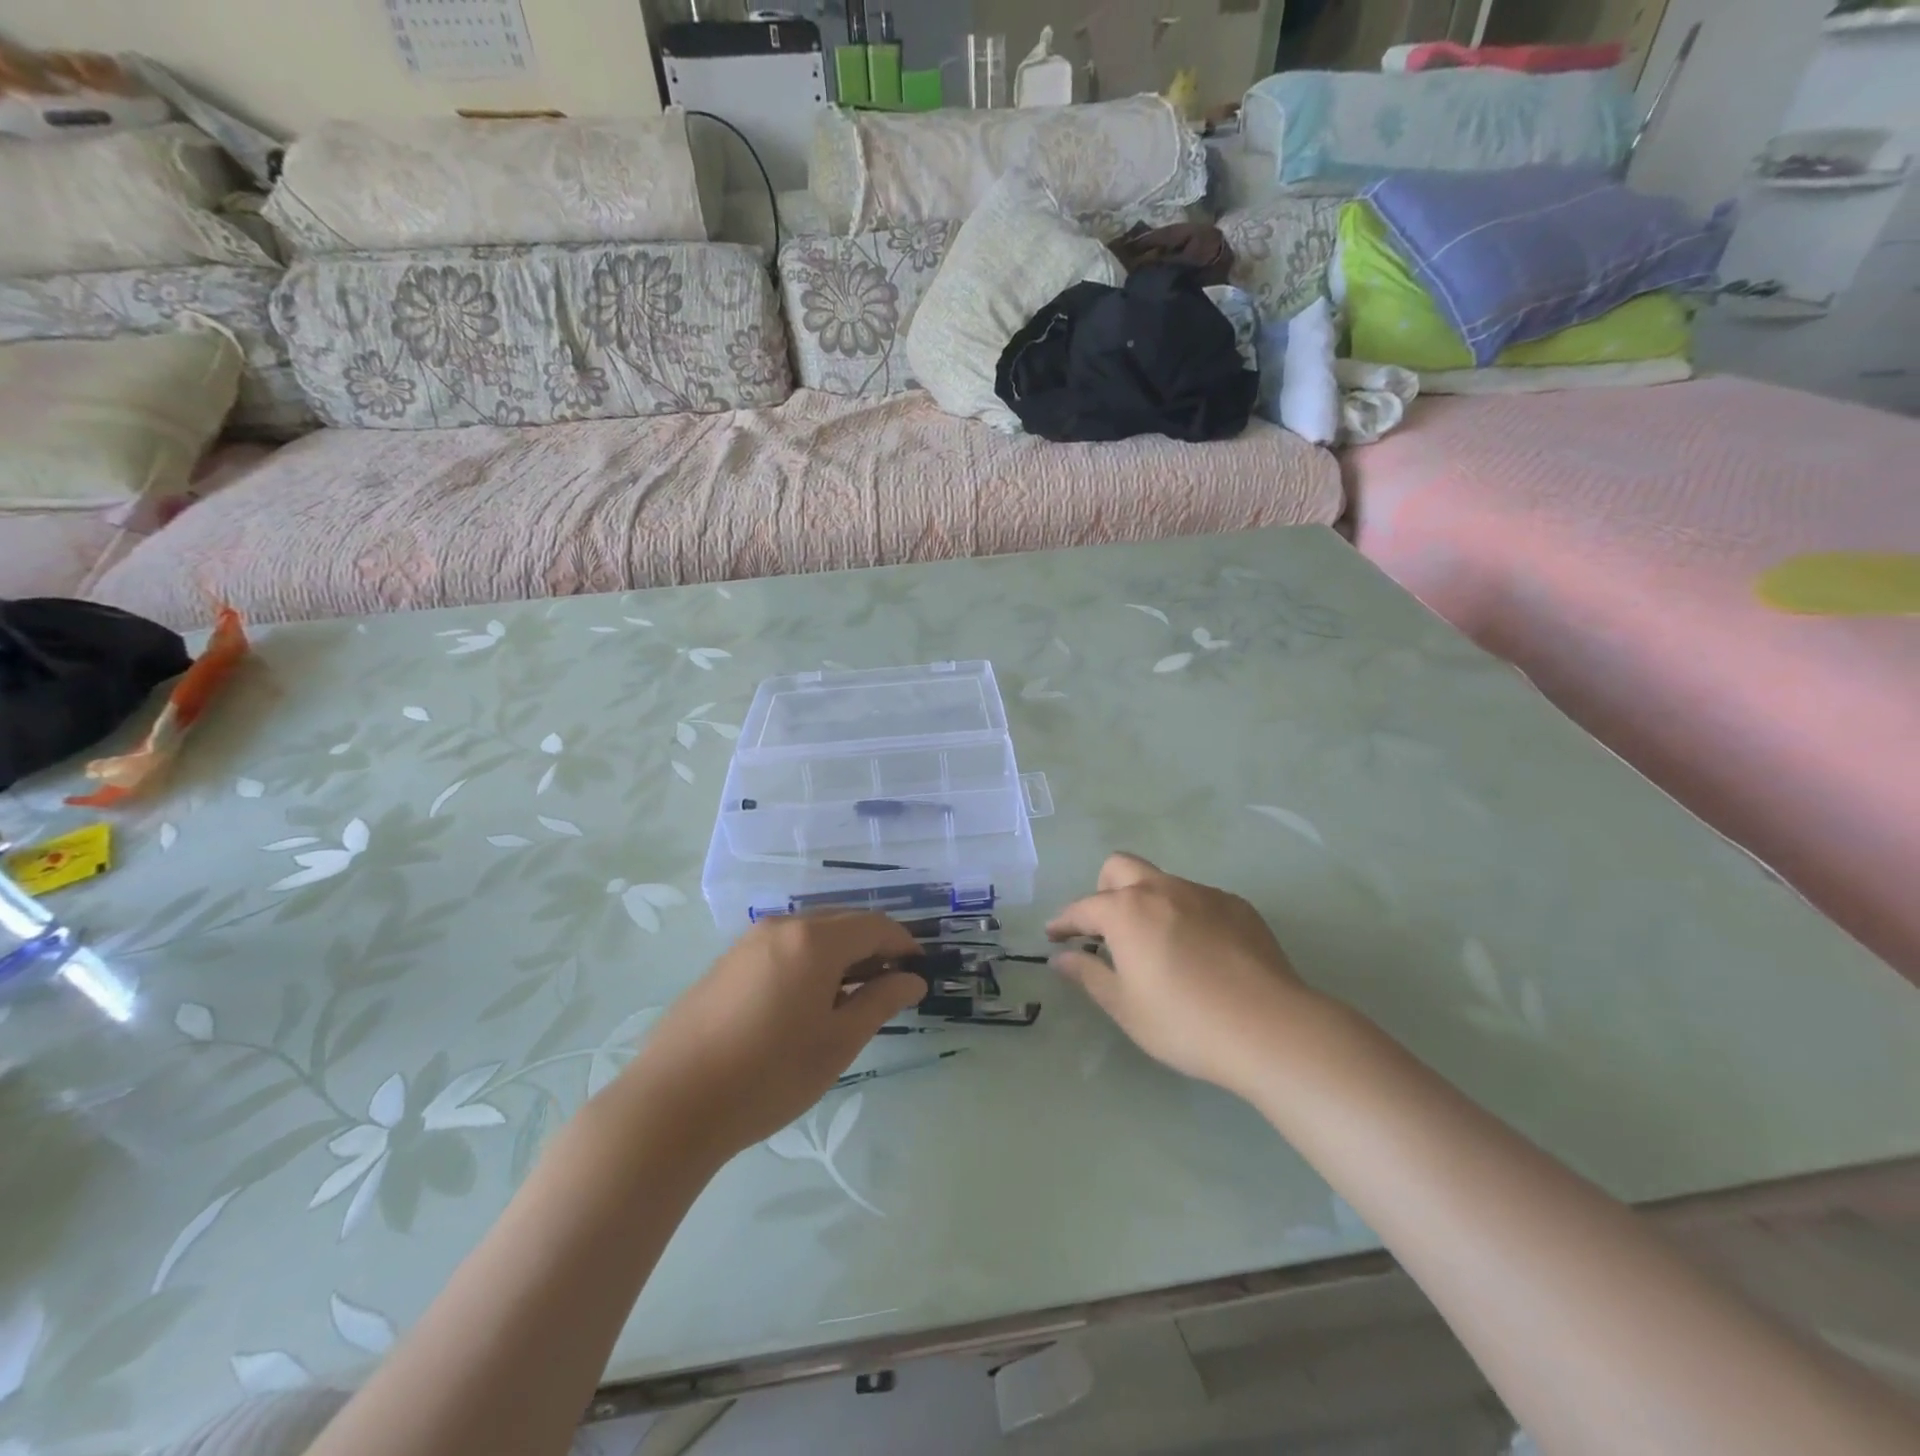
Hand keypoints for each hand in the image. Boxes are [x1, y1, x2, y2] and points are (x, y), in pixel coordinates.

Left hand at [618, 913, 925, 1161]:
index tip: (919, 973)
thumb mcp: (837, 1043)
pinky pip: (784, 946)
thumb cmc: (768, 1075)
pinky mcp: (728, 961)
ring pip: (812, 933)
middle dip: (874, 948)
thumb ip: (880, 1002)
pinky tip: (805, 1002)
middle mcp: (783, 926)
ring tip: (850, 999)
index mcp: (815, 940)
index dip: (904, 944)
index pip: (876, 925)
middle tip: (889, 988)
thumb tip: (913, 980)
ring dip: (841, 955)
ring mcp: (750, 941)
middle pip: (844, 922)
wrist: (672, 1104)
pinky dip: (809, 961)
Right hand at [1048, 853, 1313, 1097]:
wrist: (1270, 1028)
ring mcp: (1203, 893)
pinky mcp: (1237, 906)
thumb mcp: (1126, 1007)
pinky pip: (1198, 899)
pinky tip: (1200, 953)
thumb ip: (1089, 975)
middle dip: (1104, 892)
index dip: (1065, 922)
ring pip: (1162, 882)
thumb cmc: (1185, 1022)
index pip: (1083, 908)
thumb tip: (1062, 958)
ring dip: (1147, 903)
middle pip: (1120, 868)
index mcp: (1127, 910)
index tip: (1055, 937)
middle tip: (1107, 930)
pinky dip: (1185, 915)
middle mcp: (1162, 889)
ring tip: (1157, 946)